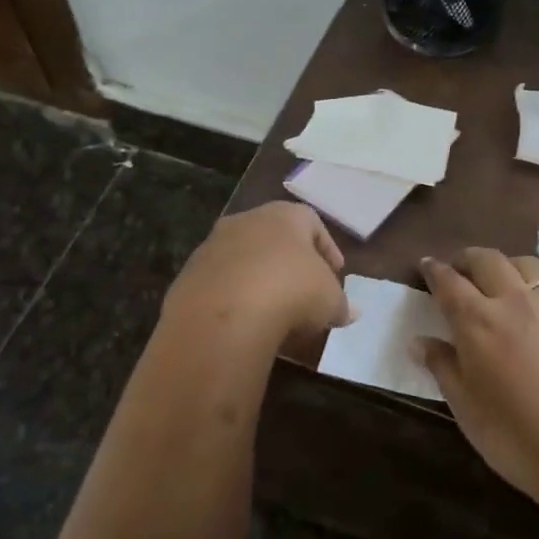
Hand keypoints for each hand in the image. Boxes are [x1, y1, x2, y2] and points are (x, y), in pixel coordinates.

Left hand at [164, 201, 349, 345]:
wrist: (224, 315)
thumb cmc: (291, 292)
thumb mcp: (330, 301)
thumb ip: (341, 304)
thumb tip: (350, 312)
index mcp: (284, 215)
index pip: (312, 222)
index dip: (327, 248)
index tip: (336, 274)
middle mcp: (246, 221)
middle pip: (274, 238)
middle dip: (290, 264)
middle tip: (305, 292)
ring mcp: (212, 246)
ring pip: (244, 260)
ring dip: (260, 281)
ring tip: (274, 313)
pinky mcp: (189, 276)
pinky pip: (221, 285)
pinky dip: (235, 299)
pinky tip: (245, 323)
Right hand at [416, 249, 538, 508]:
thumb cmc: (515, 437)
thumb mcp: (466, 407)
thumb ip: (443, 367)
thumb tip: (420, 342)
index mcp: (477, 321)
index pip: (448, 282)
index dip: (434, 270)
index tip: (427, 264)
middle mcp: (514, 300)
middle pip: (487, 259)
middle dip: (468, 259)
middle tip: (459, 270)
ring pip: (525, 264)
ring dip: (505, 265)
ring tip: (499, 282)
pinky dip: (536, 286)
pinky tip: (536, 309)